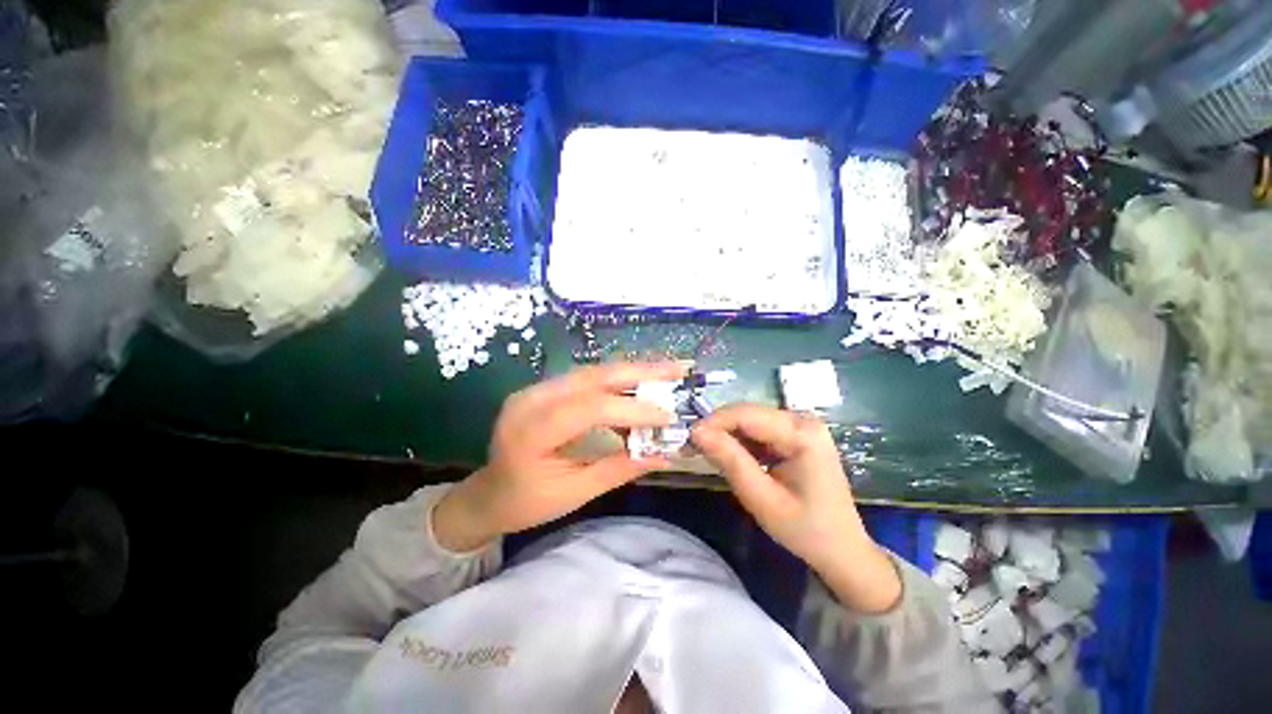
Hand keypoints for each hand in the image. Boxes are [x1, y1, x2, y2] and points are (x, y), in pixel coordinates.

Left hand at [433, 361, 689, 551]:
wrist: (489, 493)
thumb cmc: (527, 502)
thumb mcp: (575, 493)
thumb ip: (619, 469)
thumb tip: (665, 455)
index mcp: (531, 431)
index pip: (590, 408)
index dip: (633, 409)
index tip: (668, 417)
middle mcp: (531, 399)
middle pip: (593, 376)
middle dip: (640, 372)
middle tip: (678, 369)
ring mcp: (536, 388)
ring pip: (593, 371)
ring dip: (633, 371)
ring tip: (667, 371)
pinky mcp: (545, 388)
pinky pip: (587, 377)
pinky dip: (618, 378)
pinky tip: (640, 380)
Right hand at [691, 404, 900, 613]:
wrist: (842, 549)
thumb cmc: (805, 530)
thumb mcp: (762, 499)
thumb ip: (730, 461)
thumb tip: (697, 432)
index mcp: (802, 434)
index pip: (746, 415)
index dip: (713, 423)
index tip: (687, 440)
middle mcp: (803, 419)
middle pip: (747, 413)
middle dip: (717, 428)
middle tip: (691, 448)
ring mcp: (801, 424)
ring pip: (750, 419)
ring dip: (726, 434)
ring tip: (705, 452)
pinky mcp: (797, 433)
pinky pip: (759, 428)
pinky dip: (740, 440)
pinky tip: (729, 455)